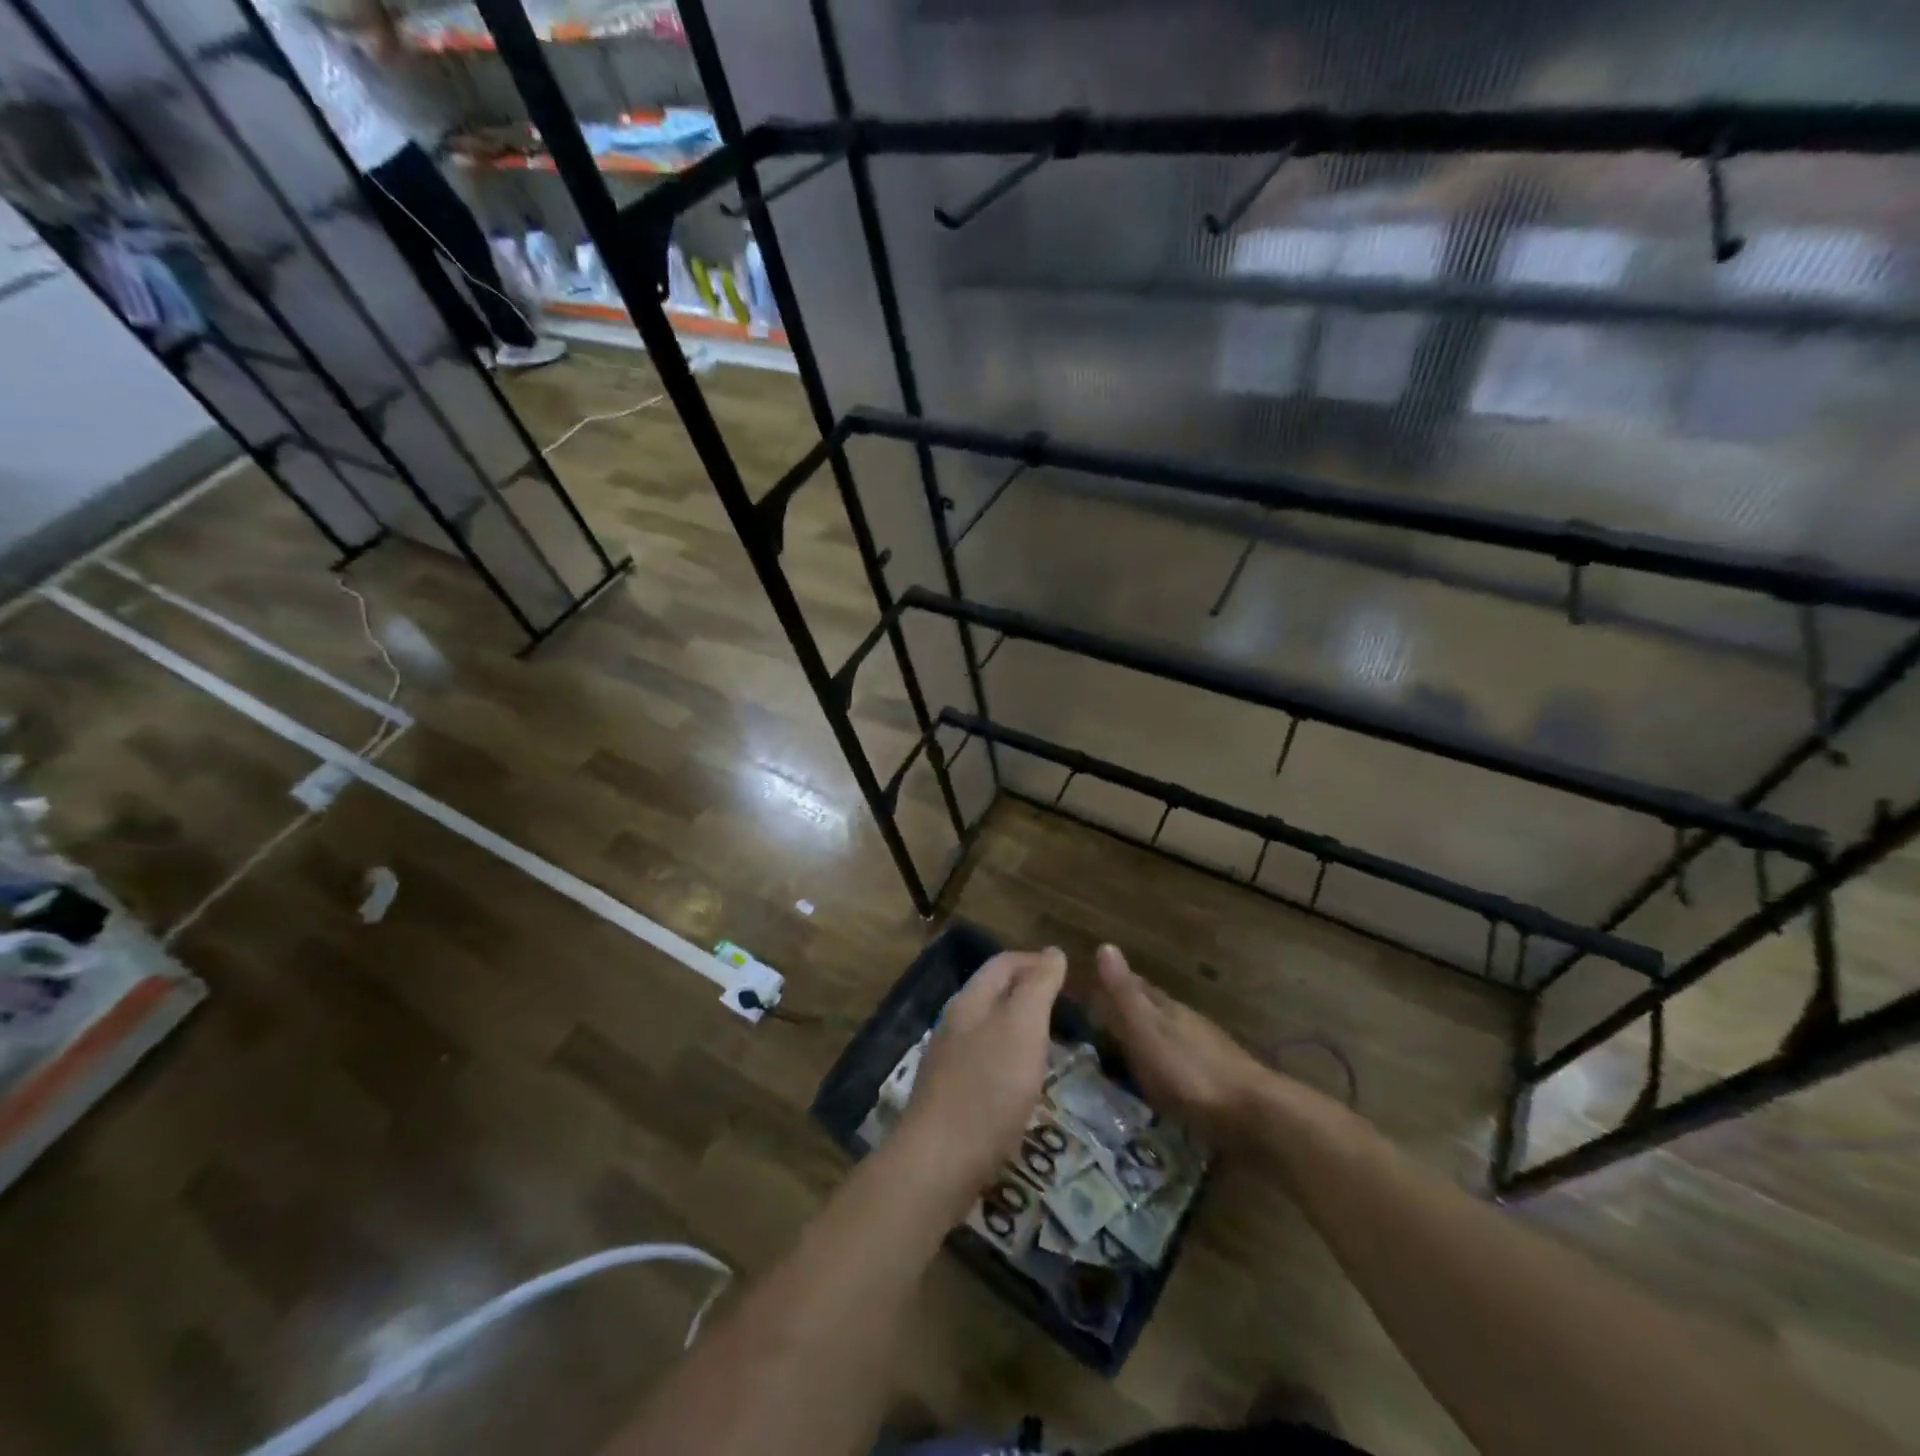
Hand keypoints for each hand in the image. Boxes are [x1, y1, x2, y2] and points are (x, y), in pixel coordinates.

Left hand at [896, 948, 1065, 1211]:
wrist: (939, 1163)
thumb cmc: (988, 1088)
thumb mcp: (1022, 1027)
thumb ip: (1037, 987)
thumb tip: (1052, 952)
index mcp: (970, 1001)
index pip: (1003, 963)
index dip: (1035, 960)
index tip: (1068, 972)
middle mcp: (955, 1024)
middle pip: (993, 993)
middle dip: (1027, 990)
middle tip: (1064, 1004)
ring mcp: (949, 1061)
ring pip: (989, 1028)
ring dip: (1019, 1025)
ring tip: (1051, 1039)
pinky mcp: (951, 1096)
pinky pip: (985, 1061)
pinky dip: (1010, 1057)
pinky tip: (1024, 1080)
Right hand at [1094, 944, 1274, 1139]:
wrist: (1252, 1115)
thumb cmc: (1189, 1072)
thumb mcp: (1147, 1032)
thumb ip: (1125, 995)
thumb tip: (1105, 945)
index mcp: (1167, 1010)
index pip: (1138, 988)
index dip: (1116, 986)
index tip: (1094, 987)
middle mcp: (1188, 1024)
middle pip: (1156, 1010)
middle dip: (1133, 1010)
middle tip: (1105, 1017)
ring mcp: (1207, 1052)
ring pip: (1171, 1036)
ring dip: (1151, 1038)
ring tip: (1129, 1050)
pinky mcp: (1218, 1083)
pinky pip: (1183, 1064)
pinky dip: (1167, 1065)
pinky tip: (1163, 1080)